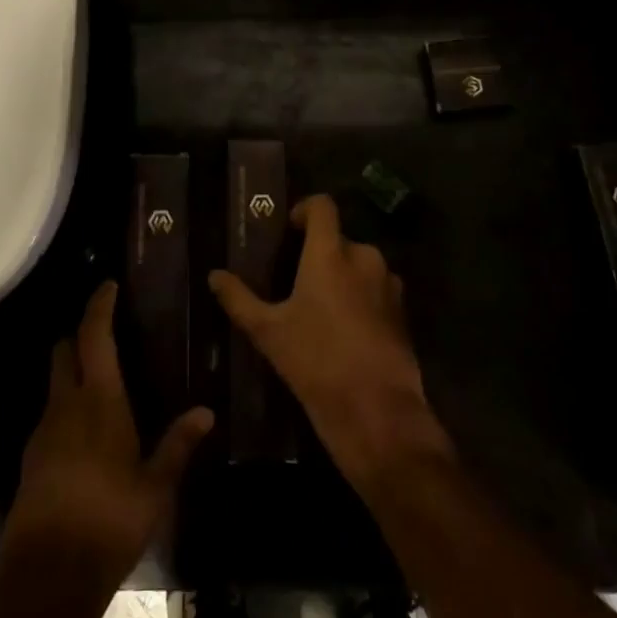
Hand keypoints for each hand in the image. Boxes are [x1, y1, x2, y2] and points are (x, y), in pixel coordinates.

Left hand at [1, 281, 213, 585]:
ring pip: (55, 382)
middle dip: (80, 334)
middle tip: (105, 332)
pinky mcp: (32, 457)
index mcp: (100, 400)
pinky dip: (66, 406)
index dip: (99, 306)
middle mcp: (66, 404)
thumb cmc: (110, 520)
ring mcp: (44, 430)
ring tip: (101, 381)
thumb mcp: (156, 486)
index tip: (108, 285)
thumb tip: (207, 411)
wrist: (48, 575)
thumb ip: (178, 444)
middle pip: (65, 350)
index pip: (94, 336)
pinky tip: (86, 430)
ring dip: (73, 371)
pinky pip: (50, 414)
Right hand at [209, 194, 449, 483]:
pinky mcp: (402, 312)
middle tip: (295, 280)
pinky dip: (360, 297)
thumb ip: (239, 299)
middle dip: (319, 253)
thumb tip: (214, 275)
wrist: (377, 412)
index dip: (305, 209)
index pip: (322, 205)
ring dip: (341, 276)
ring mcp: (388, 284)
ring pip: (360, 265)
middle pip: (339, 239)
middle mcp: (364, 257)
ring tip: (319, 307)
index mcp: (330, 253)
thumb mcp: (268, 332)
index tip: (289, 230)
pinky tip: (343, 330)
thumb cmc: (316, 362)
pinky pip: (376, 290)